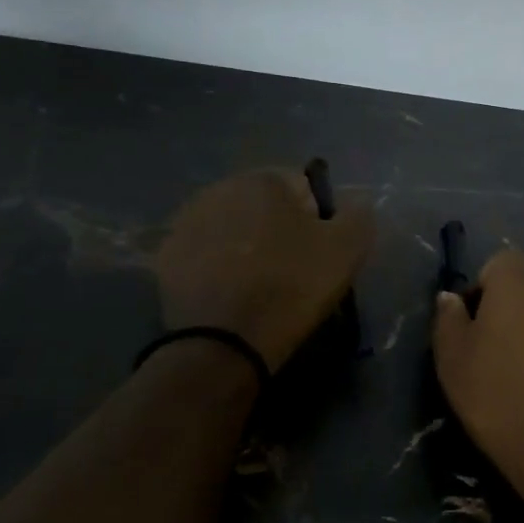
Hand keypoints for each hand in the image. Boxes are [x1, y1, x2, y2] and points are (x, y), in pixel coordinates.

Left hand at [154, 168, 374, 372]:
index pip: (304, 187)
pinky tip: (230, 294)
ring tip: (258, 284)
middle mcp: (218, 189)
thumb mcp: (347, 248)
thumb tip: (354, 203)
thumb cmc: (292, 286)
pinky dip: (218, 267)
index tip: (321, 252)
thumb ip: (358, 214)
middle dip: (278, 228)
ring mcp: (185, 223)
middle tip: (292, 269)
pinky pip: (205, 255)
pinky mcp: (165, 259)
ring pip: (231, 228)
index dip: (319, 219)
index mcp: (262, 180)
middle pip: (263, 205)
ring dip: (245, 245)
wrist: (225, 342)